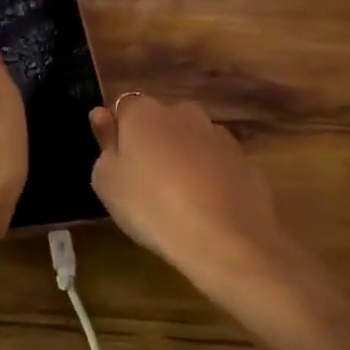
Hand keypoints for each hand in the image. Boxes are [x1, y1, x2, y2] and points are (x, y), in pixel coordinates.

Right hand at [90, 95, 302, 303]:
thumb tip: (102, 114)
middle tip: (145, 182)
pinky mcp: (247, 163)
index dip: (120, 132)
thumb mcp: (107, 182)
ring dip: (184, 159)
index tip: (118, 162)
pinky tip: (207, 210)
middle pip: (161, 122)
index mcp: (144, 113)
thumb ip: (104, 143)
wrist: (225, 242)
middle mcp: (183, 113)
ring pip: (192, 141)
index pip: (125, 107)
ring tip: (179, 200)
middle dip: (154, 142)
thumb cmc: (151, 207)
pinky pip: (218, 164)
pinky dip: (211, 178)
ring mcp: (219, 136)